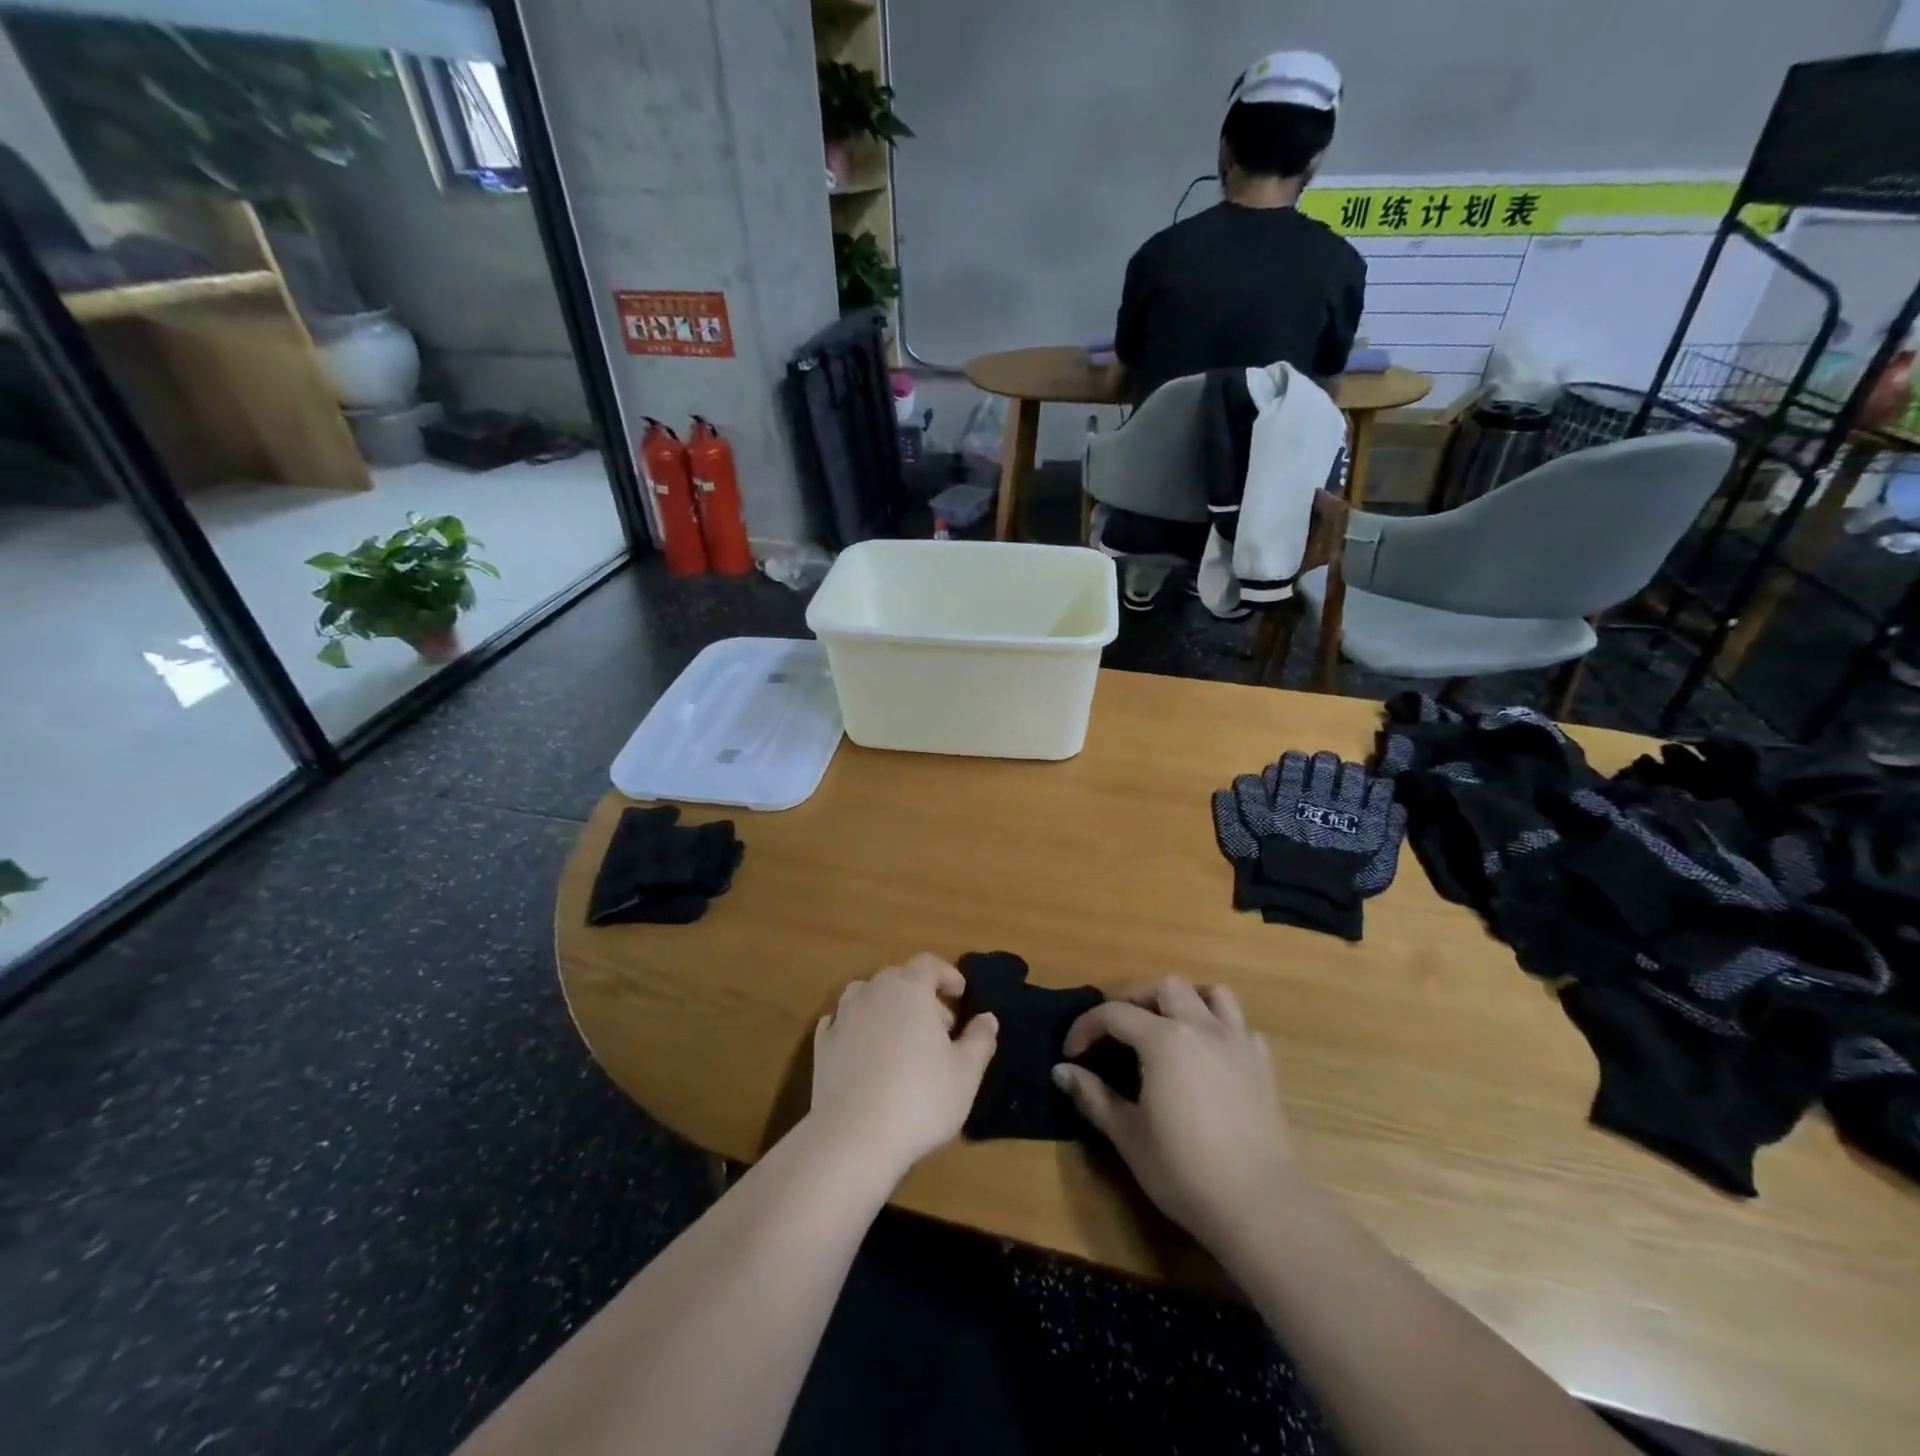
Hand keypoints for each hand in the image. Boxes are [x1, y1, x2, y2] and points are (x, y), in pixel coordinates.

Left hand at [809, 954, 997, 1182]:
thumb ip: (980, 1039)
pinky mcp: (822, 1043)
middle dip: (921, 993)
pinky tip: (865, 1049)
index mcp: (910, 989)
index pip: (929, 963)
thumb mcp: (966, 1073)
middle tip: (940, 1026)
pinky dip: (857, 1026)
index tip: (960, 995)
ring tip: (902, 1037)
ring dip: (887, 1006)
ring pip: (867, 994)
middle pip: (899, 976)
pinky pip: (842, 1021)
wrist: (854, 1136)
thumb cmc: (920, 1098)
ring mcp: (843, 1016)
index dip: (947, 974)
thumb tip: (987, 1018)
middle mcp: (874, 992)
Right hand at [1053, 978, 1301, 1245]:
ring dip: (1185, 999)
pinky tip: (1208, 1054)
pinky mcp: (1263, 1066)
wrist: (1261, 1205)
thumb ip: (1093, 1096)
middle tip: (1117, 1030)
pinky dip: (1219, 1028)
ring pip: (1212, 994)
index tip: (1071, 1053)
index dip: (1086, 1027)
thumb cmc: (1185, 1171)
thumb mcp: (1128, 1136)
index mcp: (1164, 1039)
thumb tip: (1060, 1071)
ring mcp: (1238, 1043)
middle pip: (1165, 987)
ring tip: (1167, 1024)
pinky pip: (1240, 1026)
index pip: (1115, 1014)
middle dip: (1135, 999)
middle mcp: (1202, 1028)